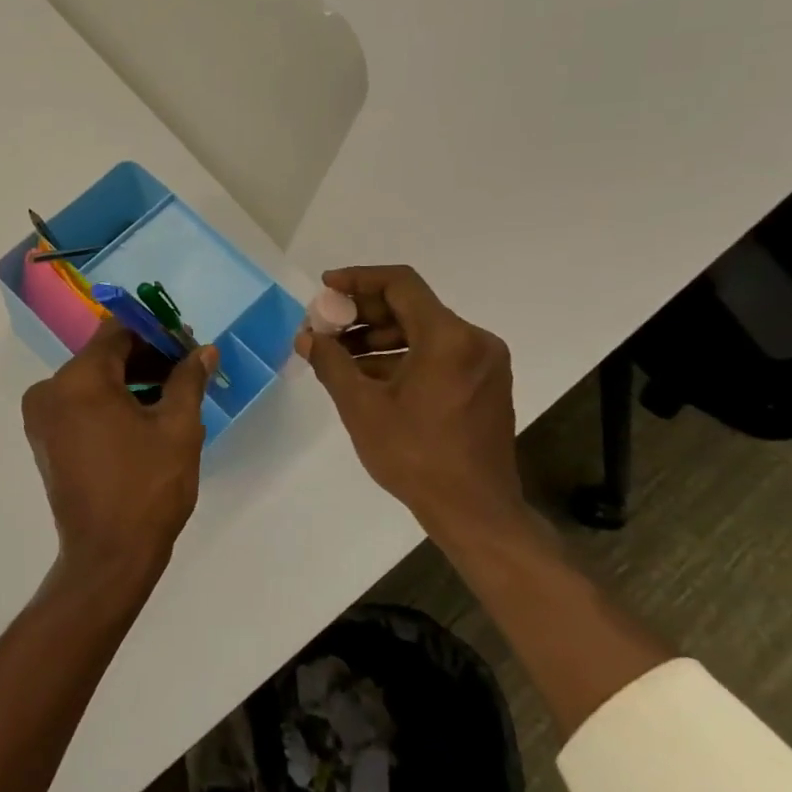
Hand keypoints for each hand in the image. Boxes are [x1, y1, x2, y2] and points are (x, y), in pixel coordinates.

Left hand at [21, 322, 218, 588]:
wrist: (108, 557)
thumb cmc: (147, 488)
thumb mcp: (178, 428)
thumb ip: (188, 380)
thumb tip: (205, 350)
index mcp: (79, 379)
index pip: (118, 332)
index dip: (156, 333)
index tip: (186, 346)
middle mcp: (50, 390)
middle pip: (104, 356)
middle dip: (146, 359)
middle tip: (186, 371)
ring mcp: (42, 417)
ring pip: (92, 381)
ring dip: (130, 382)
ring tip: (172, 397)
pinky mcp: (45, 440)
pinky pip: (80, 405)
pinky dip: (110, 403)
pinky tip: (145, 418)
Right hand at [296, 266, 526, 544]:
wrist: (475, 512)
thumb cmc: (415, 456)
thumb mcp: (361, 406)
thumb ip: (331, 363)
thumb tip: (307, 337)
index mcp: (449, 337)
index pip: (400, 284)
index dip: (358, 279)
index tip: (325, 288)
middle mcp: (474, 340)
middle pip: (411, 307)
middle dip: (363, 314)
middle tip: (325, 327)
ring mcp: (484, 363)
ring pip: (423, 332)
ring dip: (379, 338)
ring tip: (338, 355)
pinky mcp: (485, 385)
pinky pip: (438, 355)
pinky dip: (402, 357)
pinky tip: (367, 376)